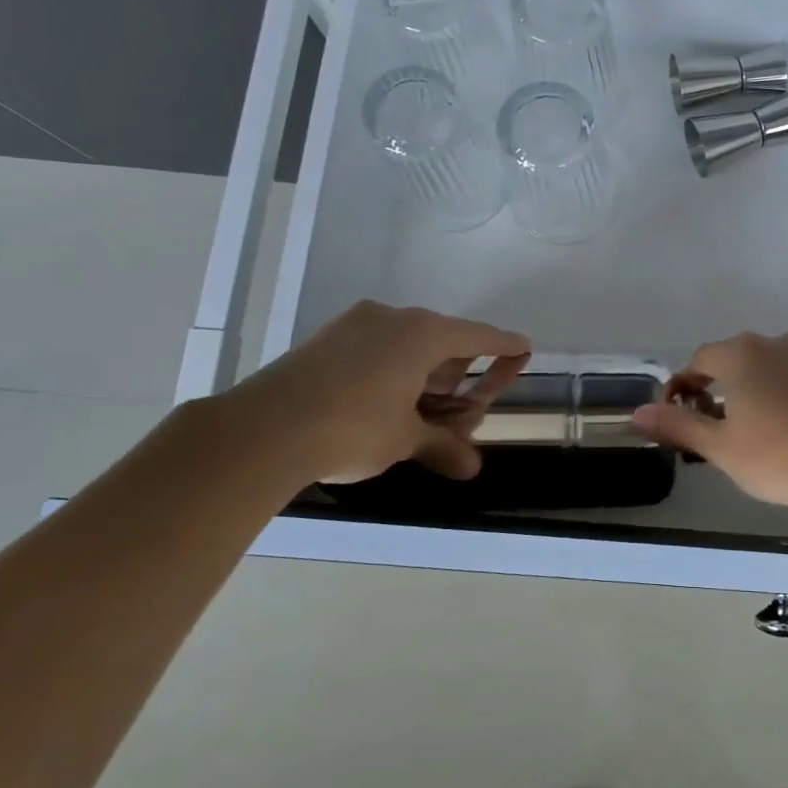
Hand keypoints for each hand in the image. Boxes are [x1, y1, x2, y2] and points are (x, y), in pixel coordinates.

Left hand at [216, 302, 529, 485]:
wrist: (263, 430)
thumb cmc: (353, 428)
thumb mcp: (406, 440)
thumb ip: (443, 446)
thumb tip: (472, 468)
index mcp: (424, 334)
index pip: (479, 336)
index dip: (505, 345)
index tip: (524, 347)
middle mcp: (393, 319)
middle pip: (443, 340)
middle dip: (458, 372)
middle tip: (464, 404)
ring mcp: (354, 325)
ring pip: (406, 344)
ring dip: (423, 374)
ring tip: (424, 409)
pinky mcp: (325, 339)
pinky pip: (375, 348)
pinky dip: (392, 370)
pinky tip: (385, 401)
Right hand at [631, 330, 787, 509]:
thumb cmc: (780, 455)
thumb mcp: (721, 447)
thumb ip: (679, 426)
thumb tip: (638, 413)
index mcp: (741, 353)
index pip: (698, 360)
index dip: (682, 388)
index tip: (679, 419)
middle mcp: (774, 342)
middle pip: (732, 360)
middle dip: (716, 389)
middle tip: (714, 429)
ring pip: (765, 367)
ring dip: (749, 391)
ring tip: (750, 431)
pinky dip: (779, 394)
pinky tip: (786, 428)